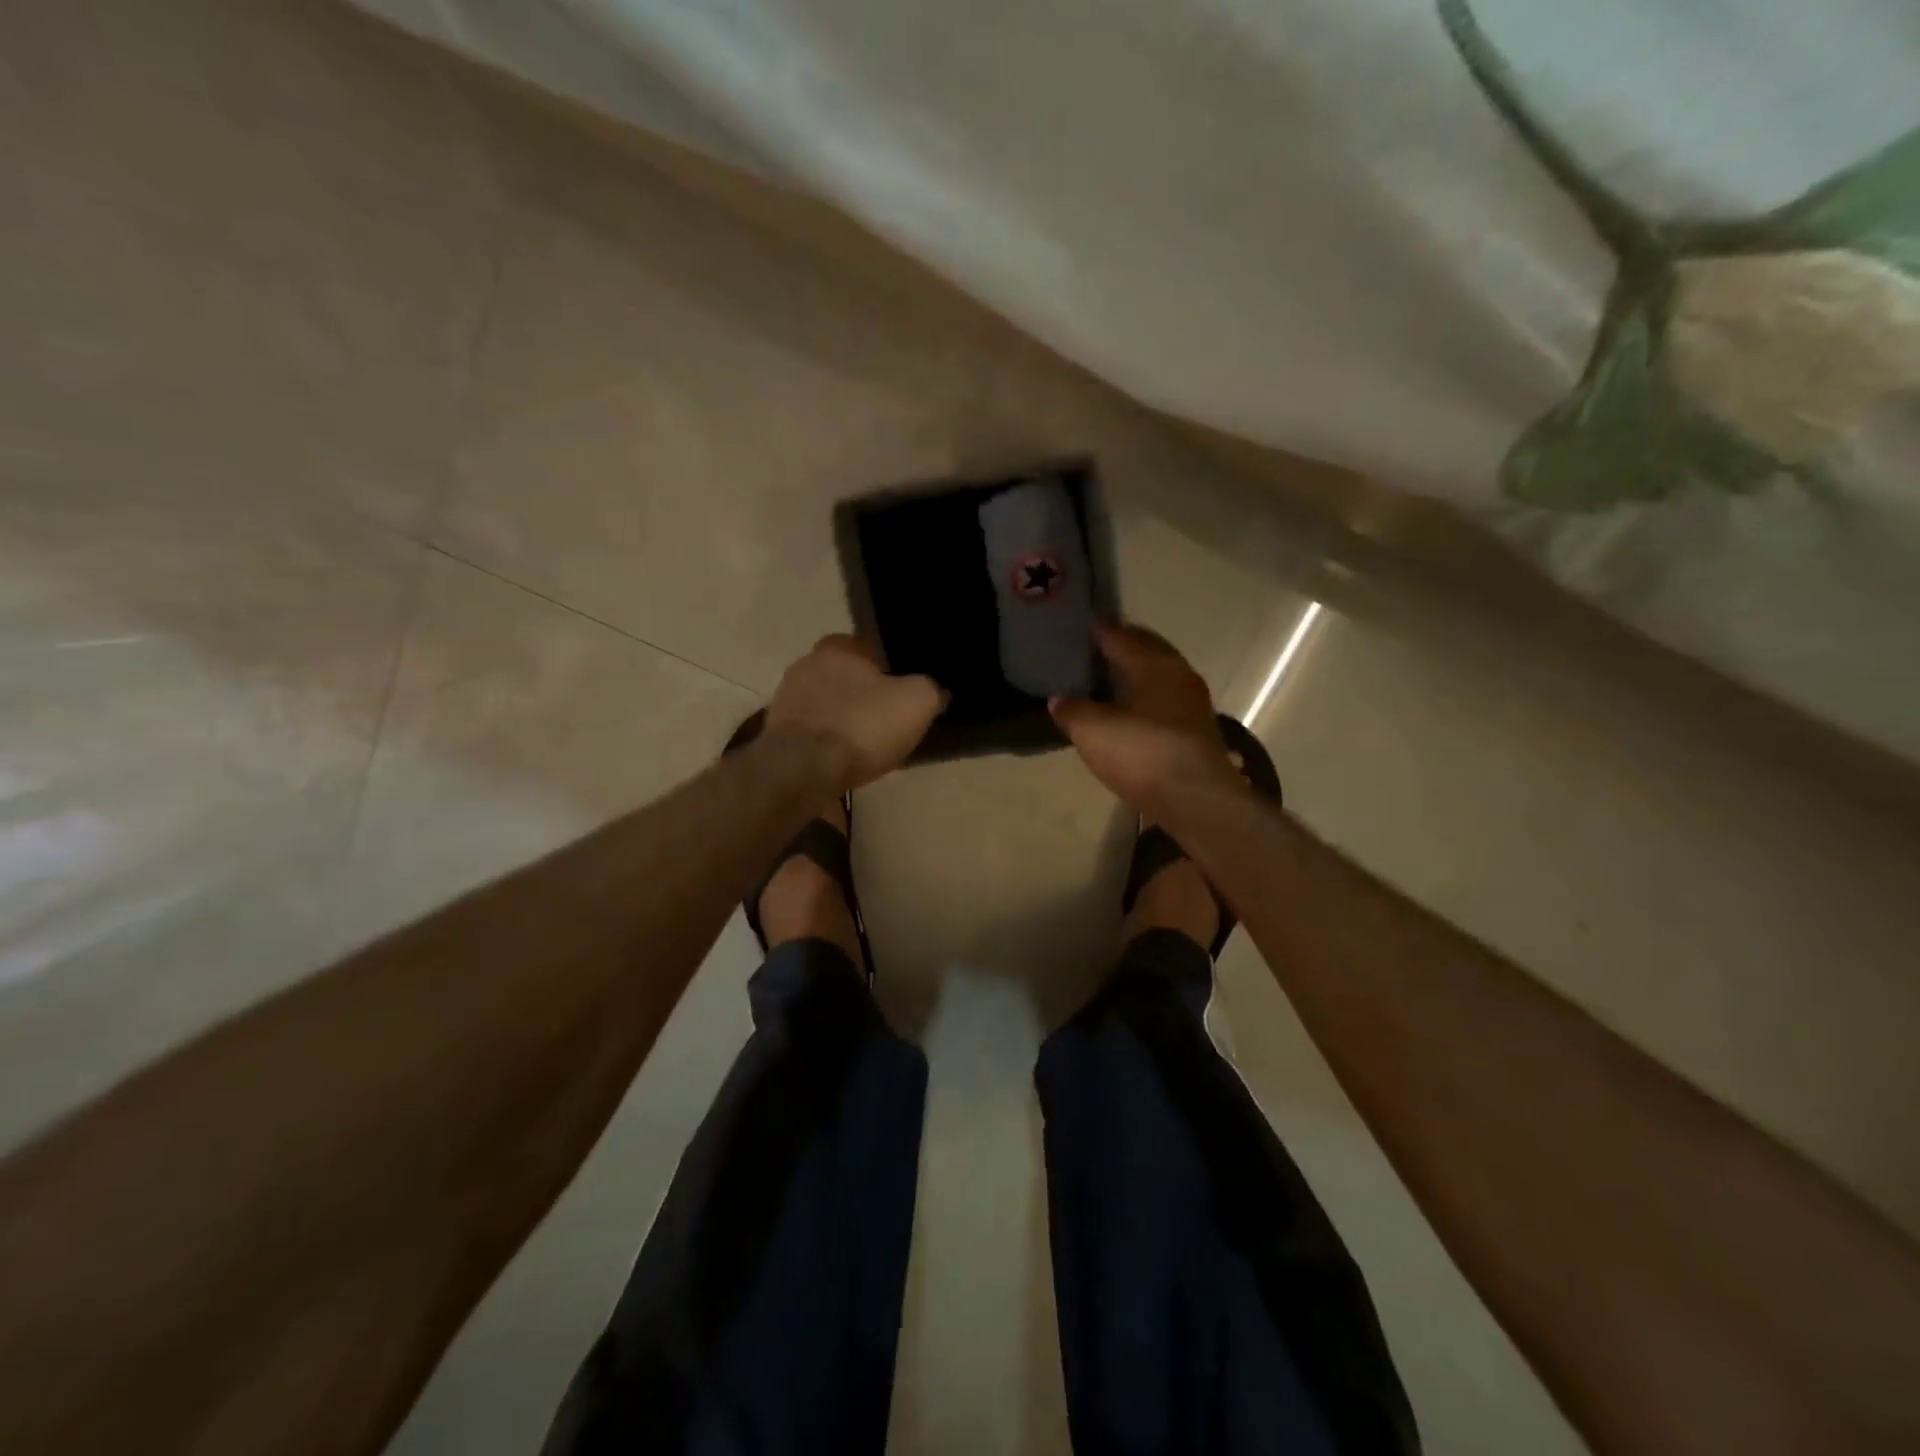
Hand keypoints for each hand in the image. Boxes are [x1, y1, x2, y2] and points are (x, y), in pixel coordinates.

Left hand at [764, 635, 944, 790]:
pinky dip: (827, 744)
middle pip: (845, 678)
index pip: (868, 648)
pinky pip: (813, 734)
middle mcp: (805, 664)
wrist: (804, 770)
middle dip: (864, 696)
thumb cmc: (862, 725)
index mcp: (837, 647)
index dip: (890, 669)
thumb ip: (930, 688)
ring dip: (844, 721)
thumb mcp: (917, 702)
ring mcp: (786, 700)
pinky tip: (843, 762)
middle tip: (888, 721)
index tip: (903, 692)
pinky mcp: (776, 734)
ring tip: (867, 747)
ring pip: (827, 706)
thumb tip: (936, 690)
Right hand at [1051, 624, 1243, 815]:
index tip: (1079, 628)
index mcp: (1154, 664)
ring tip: (1109, 680)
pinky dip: (1146, 698)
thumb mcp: (1093, 731)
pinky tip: (1131, 712)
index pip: (1121, 636)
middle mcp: (1179, 675)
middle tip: (1093, 650)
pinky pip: (1165, 701)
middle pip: (1147, 651)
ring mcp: (1193, 705)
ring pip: (1159, 676)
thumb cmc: (1143, 753)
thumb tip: (1059, 699)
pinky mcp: (1197, 732)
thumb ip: (1073, 710)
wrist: (1196, 800)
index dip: (1098, 631)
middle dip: (1122, 647)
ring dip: (1136, 674)